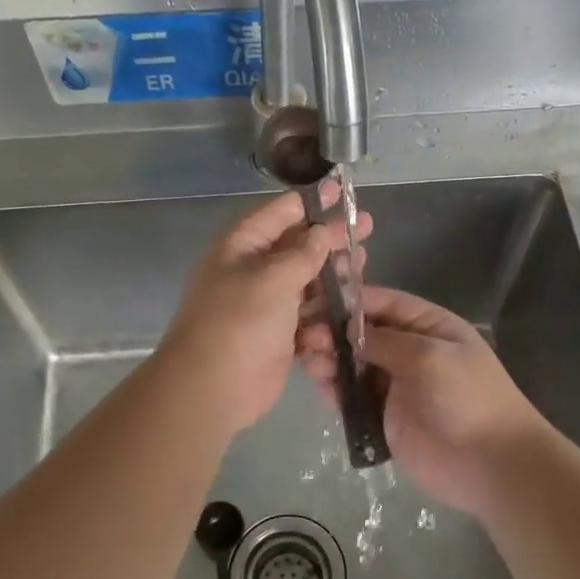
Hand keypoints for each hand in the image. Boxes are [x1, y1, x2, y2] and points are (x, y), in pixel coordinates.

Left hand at [160, 187, 370, 436]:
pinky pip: (308, 315)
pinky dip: (325, 312)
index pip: (281, 212)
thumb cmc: (239, 322)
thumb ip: (303, 253)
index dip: (312, 200)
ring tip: (362, 267)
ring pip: (307, 280)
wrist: (213, 387)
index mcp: (242, 245)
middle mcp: (253, 268)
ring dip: (333, 275)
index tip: (341, 191)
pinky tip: (349, 307)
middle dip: (330, 237)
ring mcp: (266, 303)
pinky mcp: (278, 334)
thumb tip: (321, 232)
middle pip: (298, 245)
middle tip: (366, 229)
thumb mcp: (272, 278)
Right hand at [298, 285, 551, 512]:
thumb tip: (347, 330)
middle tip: (306, 338)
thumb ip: (385, 341)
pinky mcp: (384, 418)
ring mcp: (396, 386)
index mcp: (429, 327)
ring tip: (309, 363)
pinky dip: (335, 391)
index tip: (316, 302)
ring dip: (330, 360)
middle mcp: (410, 351)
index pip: (384, 303)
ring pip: (353, 365)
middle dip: (333, 333)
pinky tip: (320, 386)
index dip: (350, 301)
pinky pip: (353, 398)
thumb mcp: (430, 356)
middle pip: (363, 334)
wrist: (490, 463)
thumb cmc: (467, 397)